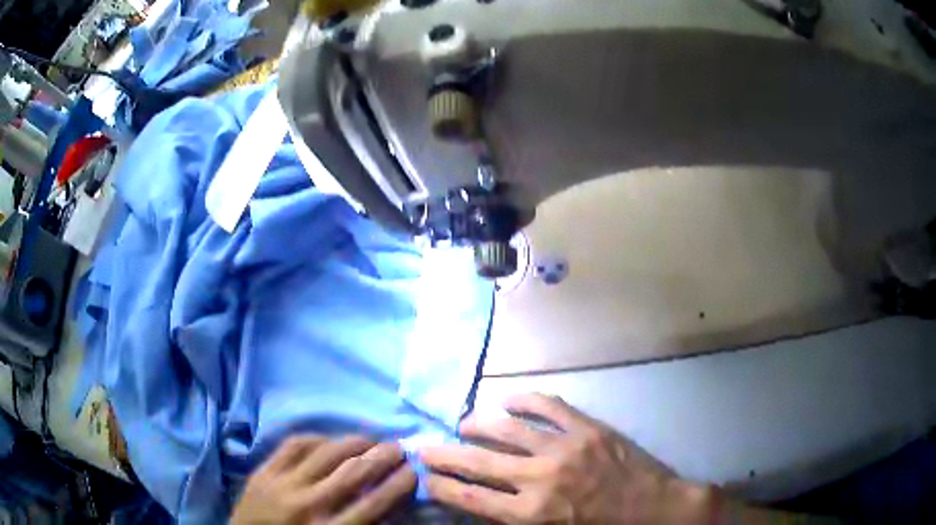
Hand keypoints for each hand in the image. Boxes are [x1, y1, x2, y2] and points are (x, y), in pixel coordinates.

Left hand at [231, 436, 416, 524]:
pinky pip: (293, 444)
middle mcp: (308, 505)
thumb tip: (389, 502)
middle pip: (354, 473)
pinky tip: (330, 439)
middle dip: (383, 457)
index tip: (415, 470)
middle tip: (400, 447)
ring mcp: (282, 484)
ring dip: (354, 442)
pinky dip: (317, 438)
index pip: (374, 503)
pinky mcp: (263, 470)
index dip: (399, 483)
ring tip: (371, 439)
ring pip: (325, 453)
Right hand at [419, 394, 713, 523]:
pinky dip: (524, 401)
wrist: (656, 510)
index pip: (469, 497)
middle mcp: (540, 477)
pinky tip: (508, 401)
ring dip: (478, 424)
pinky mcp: (587, 428)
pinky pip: (549, 406)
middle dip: (444, 455)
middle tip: (423, 447)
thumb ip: (515, 522)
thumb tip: (483, 504)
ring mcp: (565, 447)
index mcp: (532, 513)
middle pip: (478, 462)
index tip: (424, 477)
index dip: (441, 486)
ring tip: (463, 423)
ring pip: (508, 429)